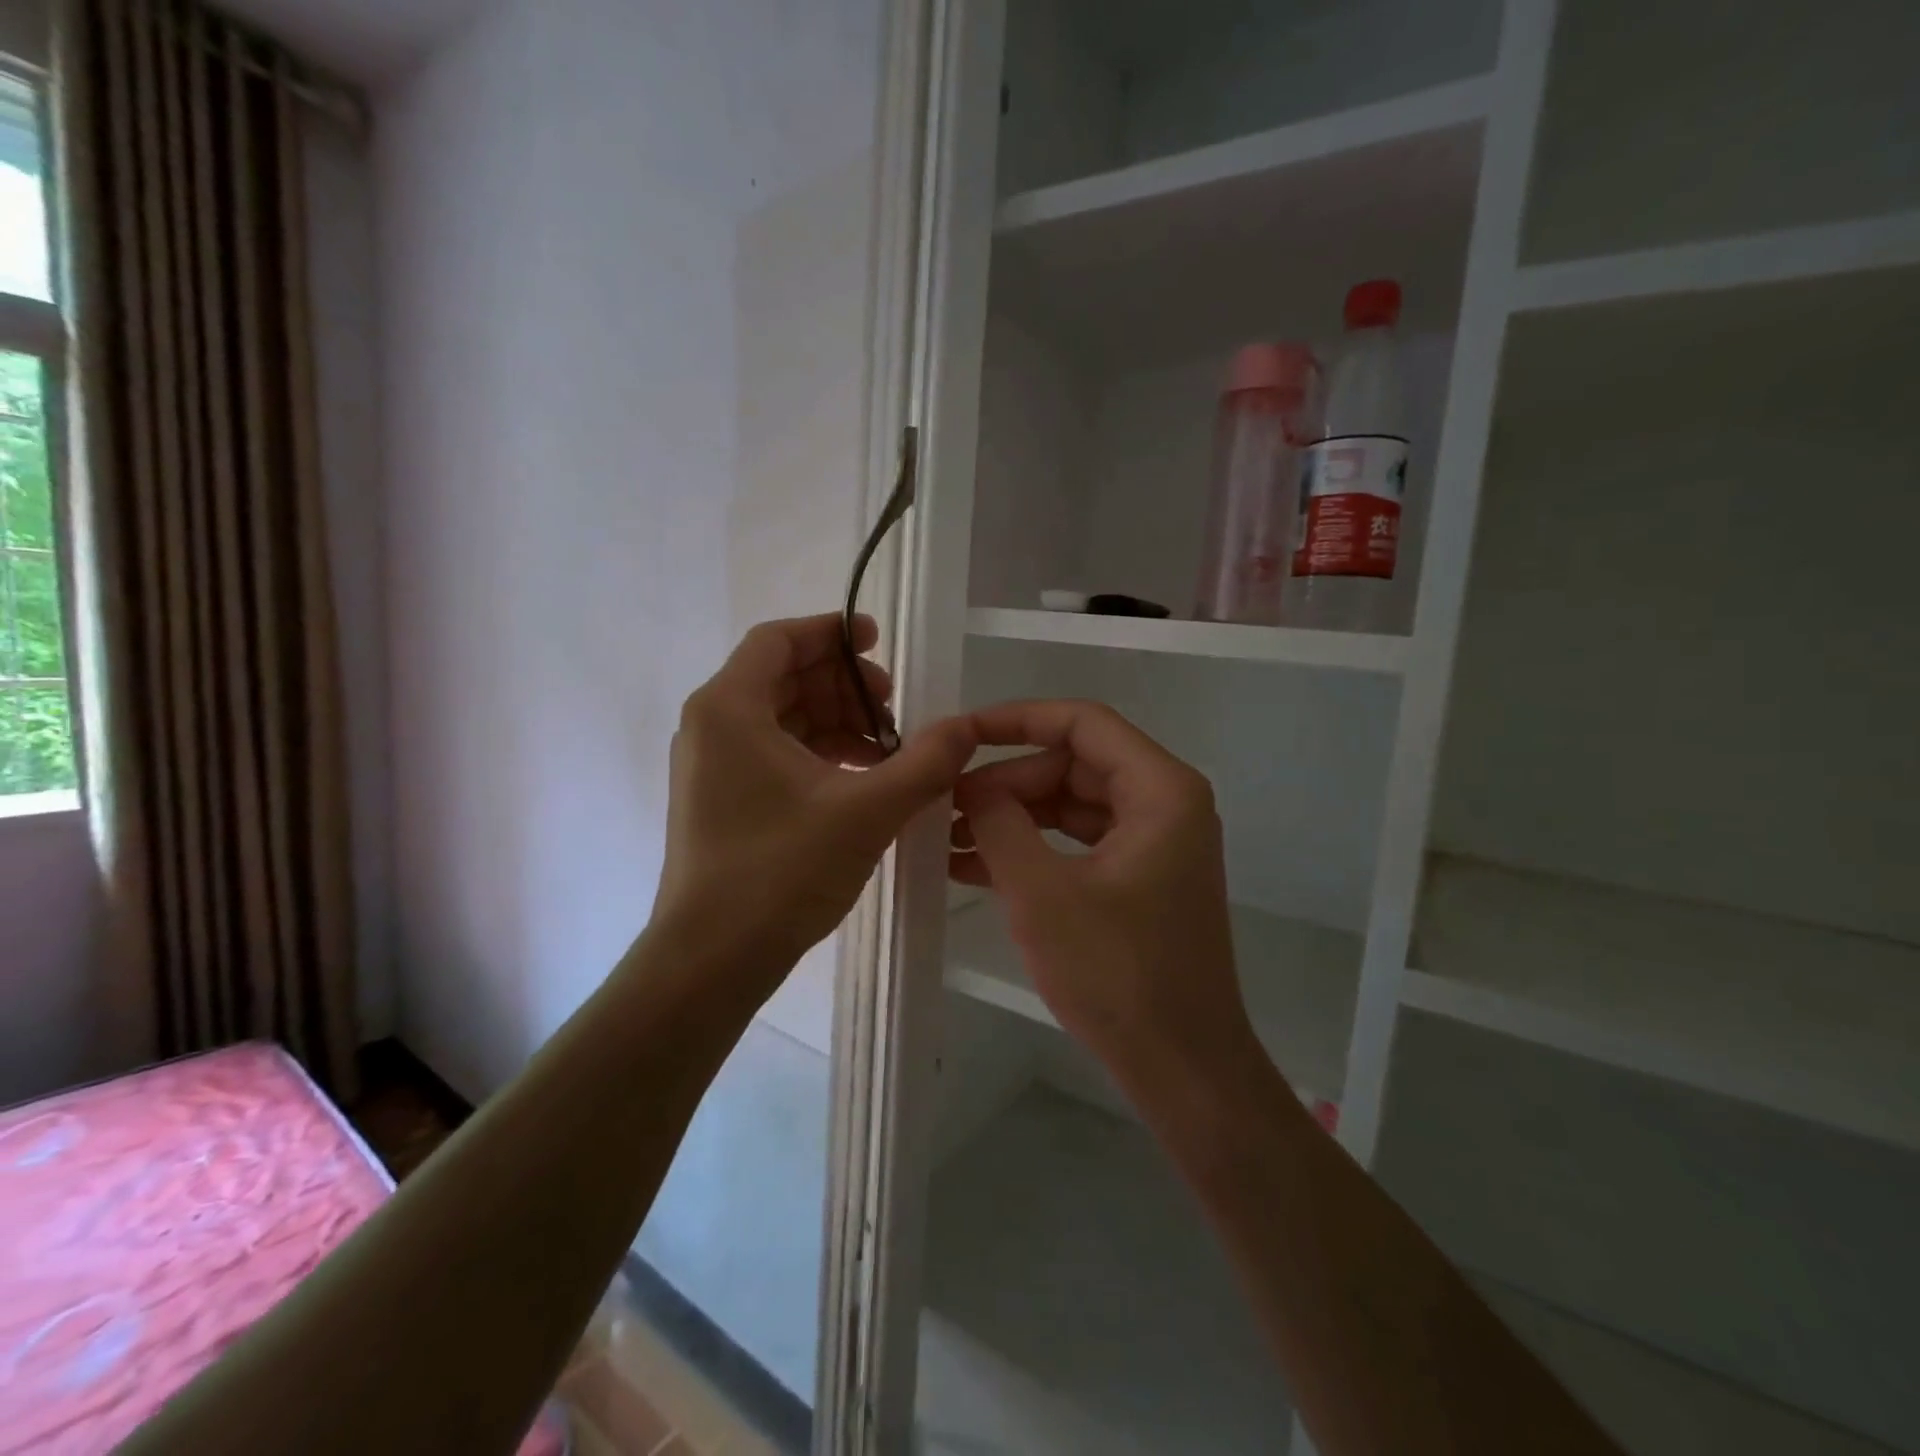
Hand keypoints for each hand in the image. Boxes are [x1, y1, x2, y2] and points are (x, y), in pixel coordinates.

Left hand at [655, 613, 976, 985]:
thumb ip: (923, 763)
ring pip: (781, 718)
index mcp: (730, 708)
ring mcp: (713, 766)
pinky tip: (860, 780)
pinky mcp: (722, 799)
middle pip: (783, 677)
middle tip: (894, 706)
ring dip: (836, 722)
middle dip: (843, 684)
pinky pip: (775, 753)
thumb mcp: (866, 811)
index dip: (831, 632)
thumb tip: (966, 726)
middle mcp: (712, 726)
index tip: (879, 641)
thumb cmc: (780, 872)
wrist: (711, 959)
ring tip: (886, 750)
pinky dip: (819, 754)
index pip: (778, 639)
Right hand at [951, 700, 1259, 1088]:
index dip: (1016, 720)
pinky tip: (973, 868)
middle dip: (1006, 781)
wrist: (1183, 1068)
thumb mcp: (1042, 893)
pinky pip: (1077, 844)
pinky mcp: (1139, 878)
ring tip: (946, 838)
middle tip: (944, 803)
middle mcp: (1164, 803)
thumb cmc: (1118, 975)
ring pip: (1070, 805)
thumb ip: (1000, 823)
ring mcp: (1154, 843)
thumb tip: (971, 786)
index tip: (960, 734)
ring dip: (1011, 818)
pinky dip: (1032, 850)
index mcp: (1160, 790)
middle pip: (1073, 764)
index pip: (1082, 723)